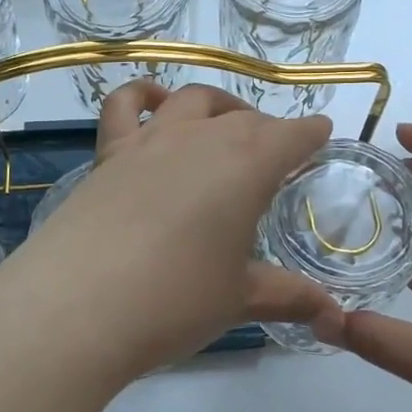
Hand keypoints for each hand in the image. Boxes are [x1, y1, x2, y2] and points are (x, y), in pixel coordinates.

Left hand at [6, 81, 337, 383]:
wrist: (78, 305)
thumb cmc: (175, 299)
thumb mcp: (239, 298)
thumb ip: (288, 296)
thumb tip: (333, 316)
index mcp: (246, 165)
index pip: (291, 135)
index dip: (310, 133)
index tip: (322, 132)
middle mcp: (201, 138)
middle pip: (245, 119)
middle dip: (268, 129)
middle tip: (276, 153)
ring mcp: (150, 141)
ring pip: (193, 100)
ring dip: (218, 105)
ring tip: (226, 122)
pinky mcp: (109, 154)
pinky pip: (126, 105)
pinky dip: (144, 95)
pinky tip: (154, 103)